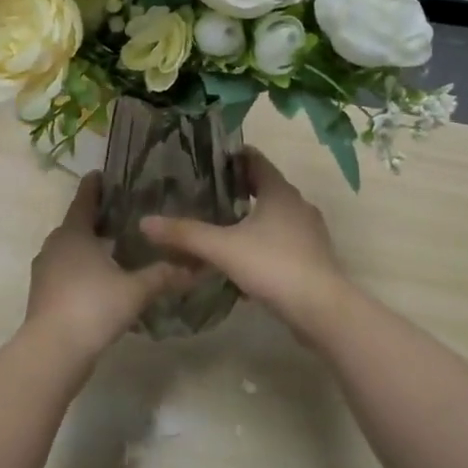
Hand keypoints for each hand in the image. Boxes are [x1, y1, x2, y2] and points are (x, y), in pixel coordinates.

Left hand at [26, 173, 190, 362]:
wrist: (52, 351)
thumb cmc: (93, 306)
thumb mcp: (135, 290)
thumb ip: (163, 275)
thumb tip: (195, 267)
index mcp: (74, 234)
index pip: (84, 200)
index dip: (93, 187)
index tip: (101, 174)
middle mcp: (55, 246)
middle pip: (75, 225)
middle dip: (94, 218)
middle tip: (119, 213)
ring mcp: (45, 272)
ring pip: (68, 250)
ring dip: (87, 246)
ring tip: (113, 247)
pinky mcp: (43, 295)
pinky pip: (64, 271)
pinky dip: (80, 269)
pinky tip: (100, 280)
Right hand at [141, 149, 347, 333]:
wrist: (322, 310)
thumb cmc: (274, 265)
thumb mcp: (223, 248)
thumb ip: (185, 234)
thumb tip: (145, 222)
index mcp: (279, 192)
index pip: (255, 159)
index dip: (232, 156)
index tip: (207, 160)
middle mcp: (297, 205)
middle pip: (264, 187)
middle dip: (237, 189)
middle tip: (205, 193)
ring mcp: (308, 233)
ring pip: (274, 216)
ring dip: (250, 218)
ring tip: (220, 226)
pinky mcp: (312, 259)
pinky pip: (281, 241)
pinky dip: (262, 243)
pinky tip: (242, 261)